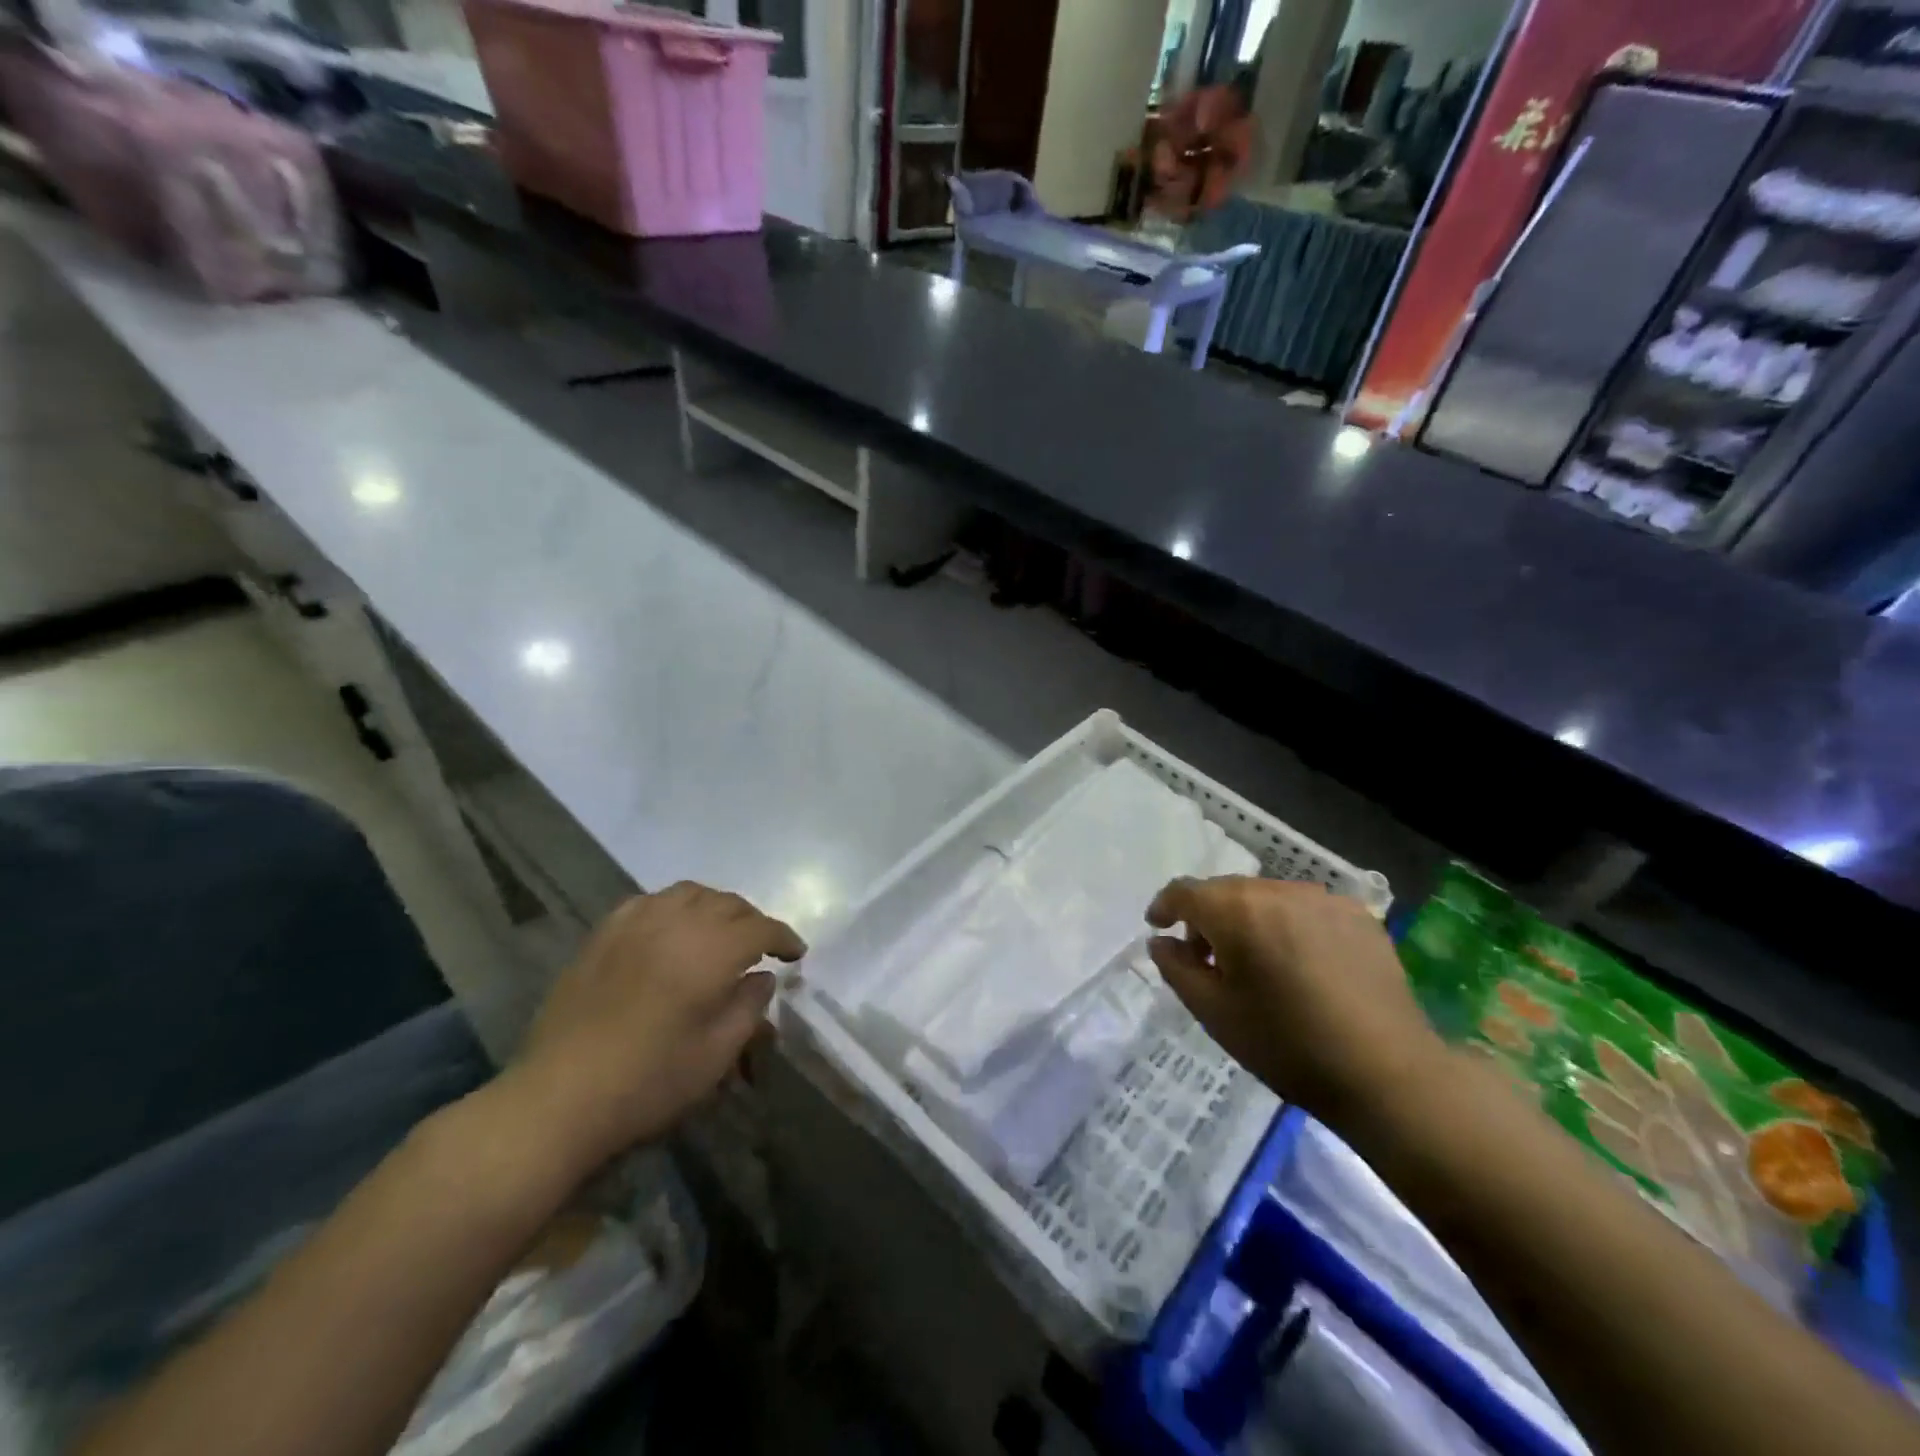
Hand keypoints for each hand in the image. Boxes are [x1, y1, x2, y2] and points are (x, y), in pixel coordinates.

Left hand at [505, 882, 804, 1178]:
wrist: (559, 1097)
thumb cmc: (648, 1082)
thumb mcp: (716, 1055)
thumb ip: (748, 1008)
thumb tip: (761, 977)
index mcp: (711, 951)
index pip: (761, 927)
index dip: (784, 938)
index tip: (796, 954)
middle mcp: (676, 923)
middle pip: (728, 903)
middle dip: (752, 921)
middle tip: (760, 947)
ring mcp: (635, 924)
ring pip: (689, 893)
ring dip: (715, 907)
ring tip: (719, 931)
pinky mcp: (603, 935)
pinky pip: (649, 901)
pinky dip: (673, 907)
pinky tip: (670, 929)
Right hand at [1146, 876, 1442, 1130]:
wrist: (1388, 1074)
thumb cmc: (1288, 1046)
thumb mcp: (1215, 1013)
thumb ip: (1177, 969)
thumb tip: (1161, 942)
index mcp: (1237, 911)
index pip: (1186, 891)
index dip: (1165, 907)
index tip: (1158, 928)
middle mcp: (1278, 891)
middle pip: (1226, 891)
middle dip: (1207, 918)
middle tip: (1206, 959)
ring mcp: (1323, 899)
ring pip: (1266, 897)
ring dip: (1249, 920)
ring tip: (1256, 963)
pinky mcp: (1358, 915)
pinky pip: (1305, 909)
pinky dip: (1288, 926)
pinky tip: (1300, 965)